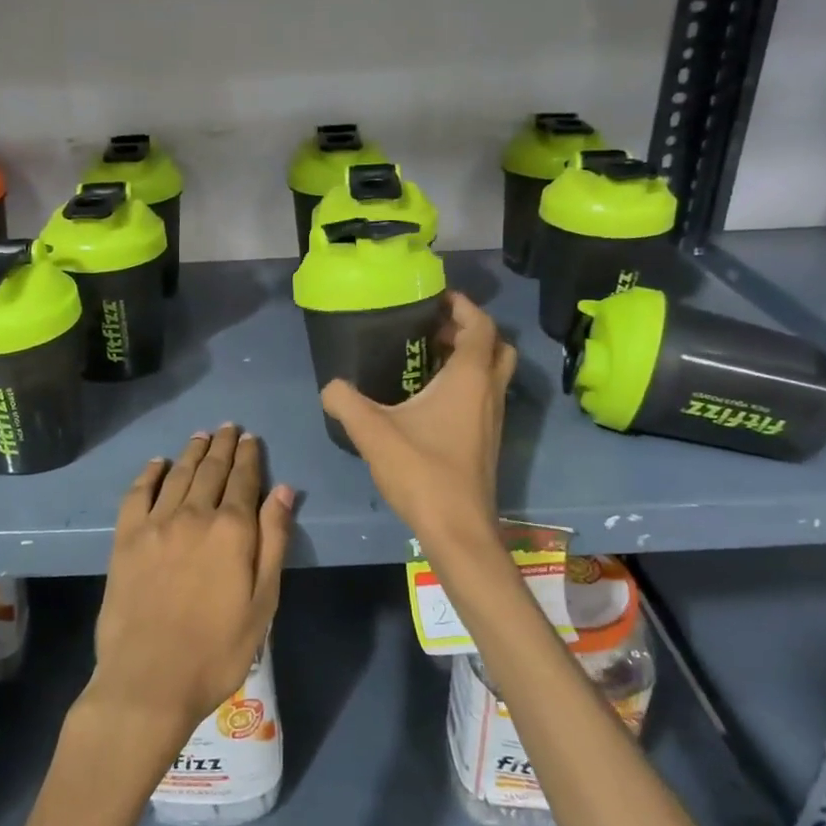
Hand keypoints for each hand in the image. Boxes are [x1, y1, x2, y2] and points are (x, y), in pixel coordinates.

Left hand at [85, 425, 293, 757]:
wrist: (148, 680)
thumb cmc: (217, 650)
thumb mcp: (263, 602)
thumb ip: (274, 541)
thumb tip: (284, 490)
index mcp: (232, 529)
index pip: (245, 480)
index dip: (250, 457)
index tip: (251, 438)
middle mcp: (194, 515)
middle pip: (211, 470)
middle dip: (223, 446)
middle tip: (228, 427)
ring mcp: (155, 524)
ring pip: (178, 475)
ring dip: (192, 452)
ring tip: (202, 436)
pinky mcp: (125, 539)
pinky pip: (137, 493)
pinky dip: (149, 473)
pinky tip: (158, 464)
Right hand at [321, 293, 515, 554]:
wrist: (458, 529)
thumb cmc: (422, 471)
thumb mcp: (372, 431)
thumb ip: (345, 401)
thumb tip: (330, 386)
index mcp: (470, 378)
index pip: (480, 325)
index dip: (462, 305)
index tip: (434, 297)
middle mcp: (489, 392)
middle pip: (495, 345)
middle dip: (468, 329)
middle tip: (432, 328)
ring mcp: (493, 418)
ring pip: (492, 373)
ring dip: (468, 357)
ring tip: (426, 357)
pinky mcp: (487, 440)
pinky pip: (483, 395)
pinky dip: (465, 384)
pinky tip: (428, 399)